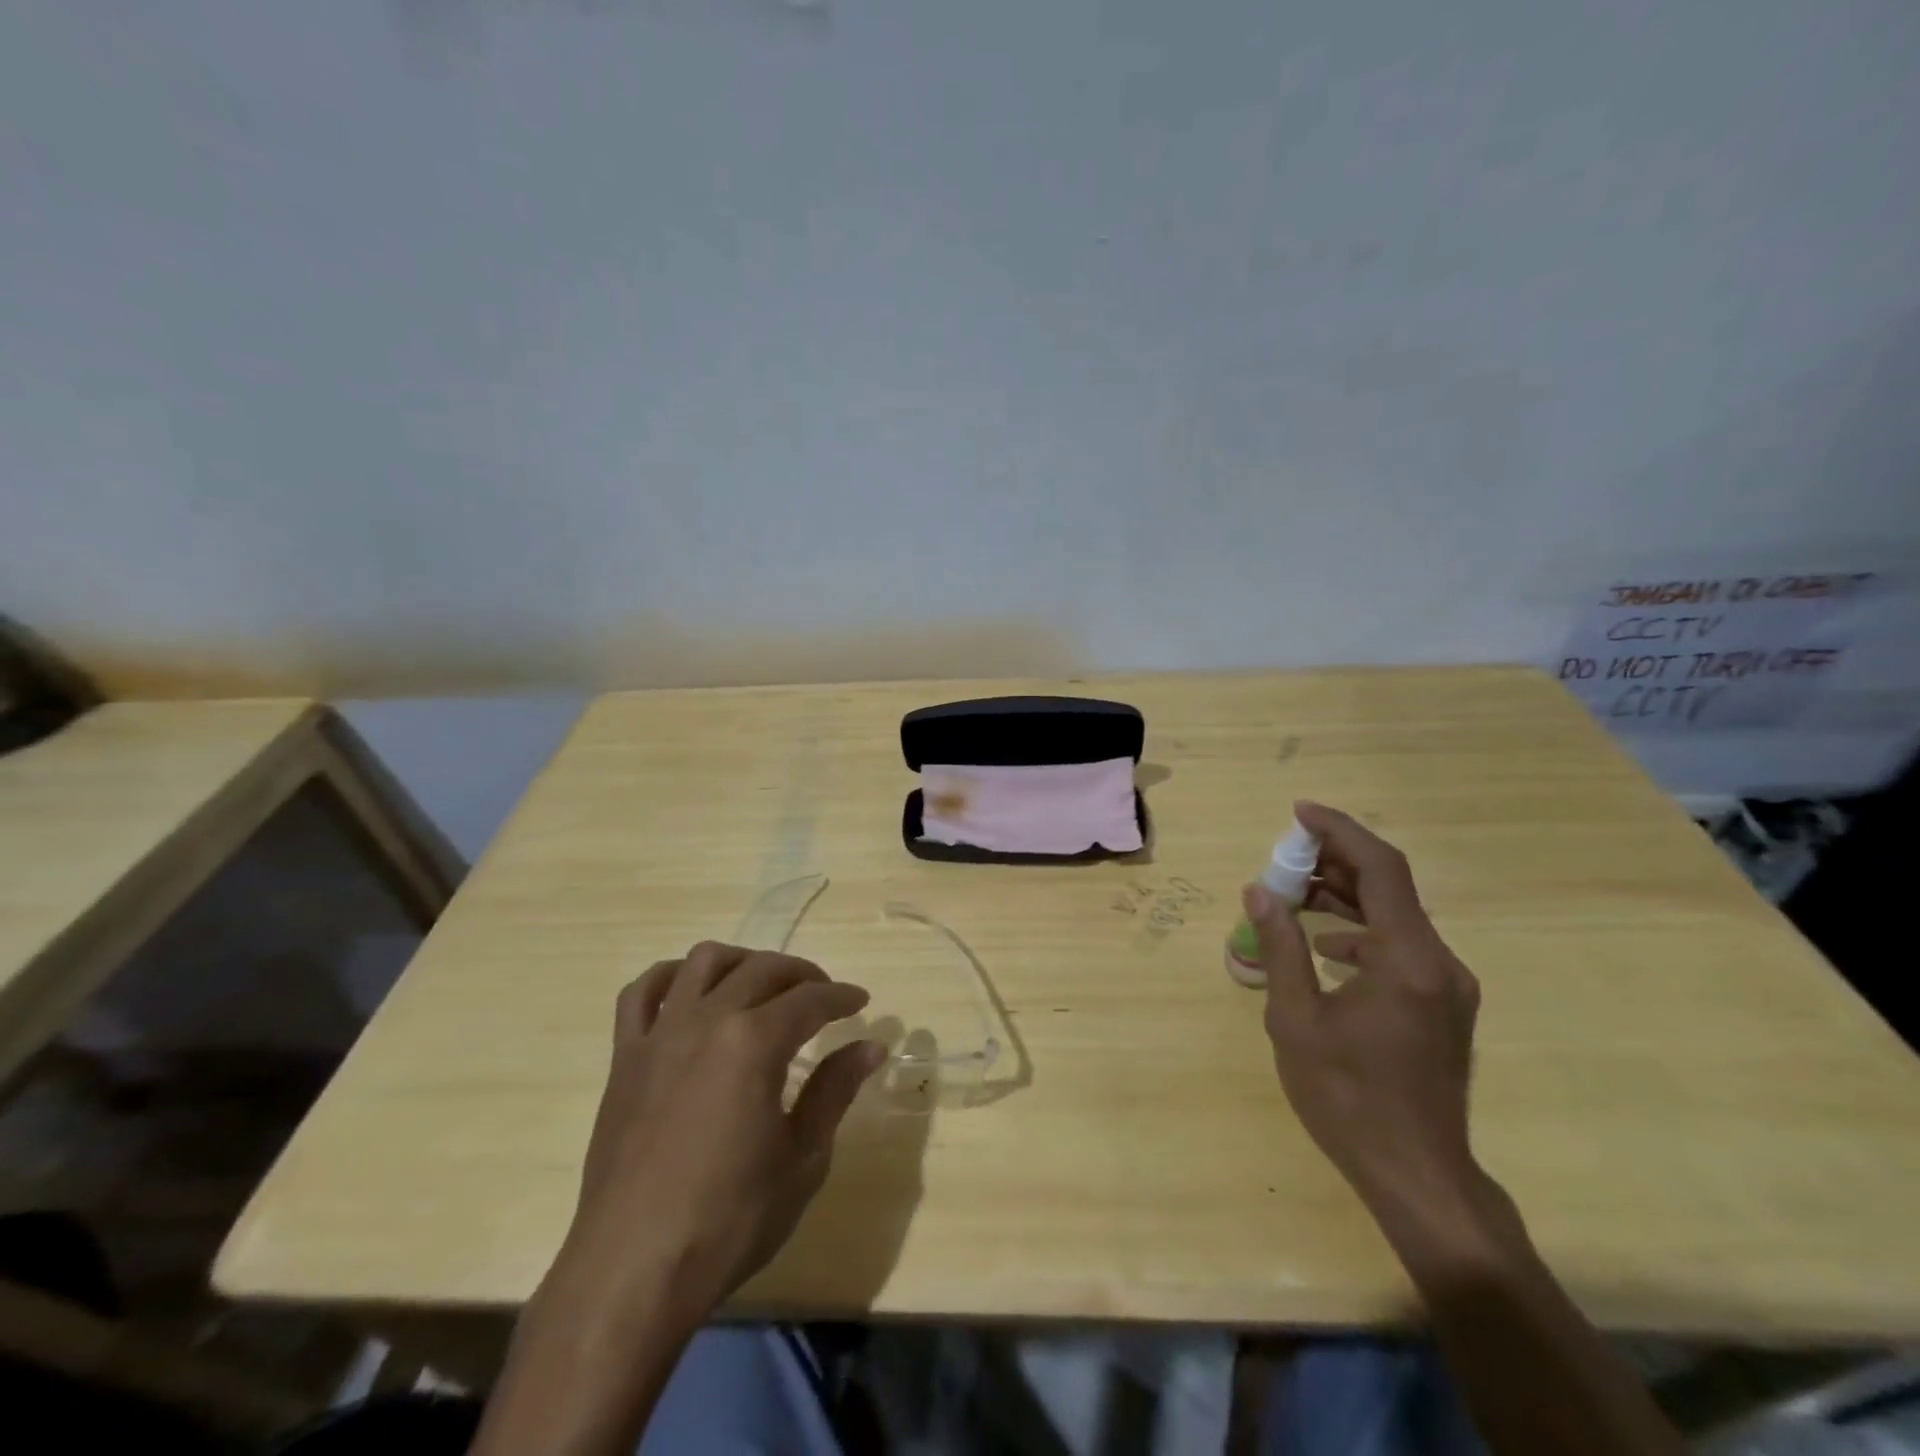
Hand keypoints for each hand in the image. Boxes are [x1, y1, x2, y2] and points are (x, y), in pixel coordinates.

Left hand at [557, 941, 885, 1324]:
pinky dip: (671, 978)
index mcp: (754, 1043)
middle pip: (762, 970)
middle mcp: (706, 1020)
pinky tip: (690, 993)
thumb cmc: (729, 1220)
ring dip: (742, 962)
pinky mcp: (625, 1057)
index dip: (841, 997)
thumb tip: (870, 1046)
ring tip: (762, 985)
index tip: (860, 1002)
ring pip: (703, 962)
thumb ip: (834, 1090)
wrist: (633, 1270)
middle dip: (802, 975)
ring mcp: (660, 1034)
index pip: (810, 1000)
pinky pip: (642, 993)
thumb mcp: (802, 1158)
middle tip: (823, 996)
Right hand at [1245, 801, 1481, 1216]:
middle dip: (1335, 863)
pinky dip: (1359, 933)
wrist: (1418, 1176)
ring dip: (1345, 898)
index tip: (1298, 812)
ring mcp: (1448, 987)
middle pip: (1390, 888)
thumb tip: (1260, 892)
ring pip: (1395, 918)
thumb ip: (1279, 948)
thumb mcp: (1296, 1020)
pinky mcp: (1443, 1007)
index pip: (1381, 869)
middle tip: (1284, 858)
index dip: (1340, 831)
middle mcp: (1439, 963)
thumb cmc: (1348, 1097)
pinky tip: (1324, 948)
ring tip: (1293, 895)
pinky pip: (1400, 948)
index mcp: (1408, 960)